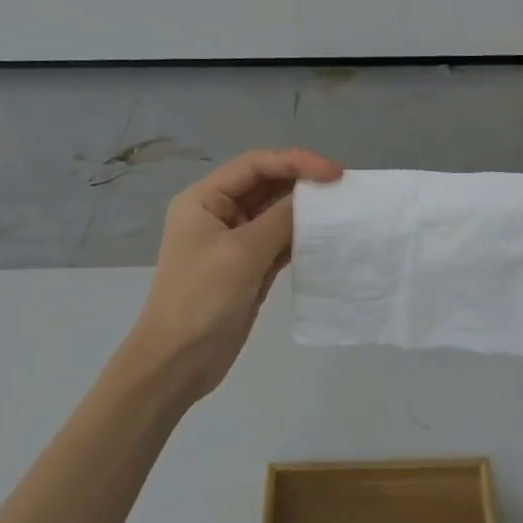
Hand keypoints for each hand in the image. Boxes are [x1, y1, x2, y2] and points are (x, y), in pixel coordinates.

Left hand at [124, 148, 342, 404]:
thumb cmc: (202, 298)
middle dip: (302, 182)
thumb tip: (314, 196)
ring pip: (275, 212)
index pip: (255, 165)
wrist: (179, 361)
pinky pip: (279, 241)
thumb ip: (281, 219)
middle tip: (343, 188)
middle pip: (266, 184)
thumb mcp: (243, 252)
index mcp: (204, 199)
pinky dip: (301, 236)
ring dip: (305, 209)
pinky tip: (326, 237)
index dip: (296, 161)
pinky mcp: (249, 267)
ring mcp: (234, 241)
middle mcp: (218, 213)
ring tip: (341, 209)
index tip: (334, 173)